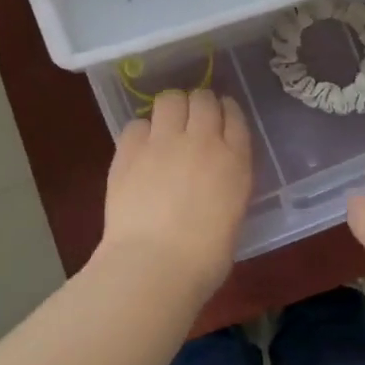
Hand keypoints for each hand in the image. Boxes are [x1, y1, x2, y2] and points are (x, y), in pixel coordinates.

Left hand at [102, 88, 252, 293]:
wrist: (154, 265)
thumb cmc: (204, 258)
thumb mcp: (232, 215)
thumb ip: (227, 183)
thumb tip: (213, 176)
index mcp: (234, 160)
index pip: (234, 116)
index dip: (226, 113)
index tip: (220, 119)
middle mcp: (201, 140)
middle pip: (202, 99)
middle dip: (199, 105)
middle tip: (192, 122)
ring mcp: (163, 141)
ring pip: (170, 99)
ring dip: (171, 109)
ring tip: (166, 128)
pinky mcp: (129, 149)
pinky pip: (137, 123)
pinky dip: (142, 132)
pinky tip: (141, 150)